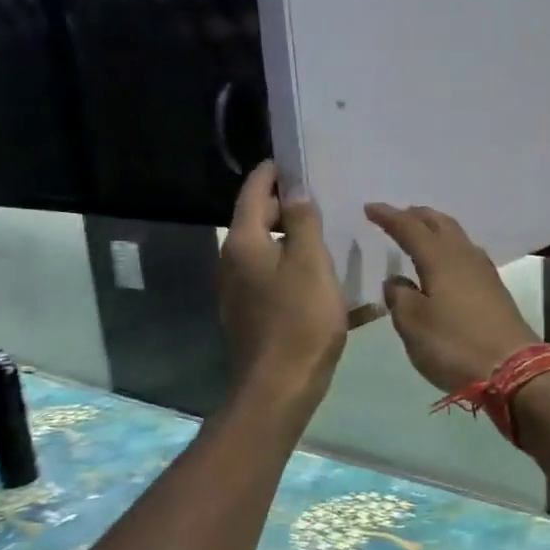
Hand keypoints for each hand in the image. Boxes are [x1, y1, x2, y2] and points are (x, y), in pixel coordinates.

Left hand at [219, 161, 346, 411]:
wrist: (279, 387)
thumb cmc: (301, 320)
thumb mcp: (312, 263)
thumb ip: (303, 221)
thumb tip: (294, 190)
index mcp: (243, 242)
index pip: (253, 192)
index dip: (271, 173)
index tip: (289, 161)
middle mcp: (230, 261)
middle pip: (253, 220)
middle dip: (281, 207)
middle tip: (316, 201)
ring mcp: (234, 290)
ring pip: (260, 251)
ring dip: (285, 239)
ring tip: (319, 237)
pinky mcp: (245, 314)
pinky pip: (265, 277)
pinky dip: (284, 267)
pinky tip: (311, 278)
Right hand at [364, 202, 539, 393]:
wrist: (512, 369)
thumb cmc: (454, 344)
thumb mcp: (412, 324)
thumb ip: (399, 297)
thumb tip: (396, 280)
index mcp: (439, 259)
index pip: (409, 228)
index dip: (388, 217)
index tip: (369, 208)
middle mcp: (463, 256)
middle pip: (439, 223)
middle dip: (417, 215)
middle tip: (398, 215)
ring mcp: (483, 271)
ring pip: (456, 237)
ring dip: (436, 229)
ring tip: (420, 233)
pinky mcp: (494, 289)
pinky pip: (466, 254)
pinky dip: (450, 248)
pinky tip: (446, 262)